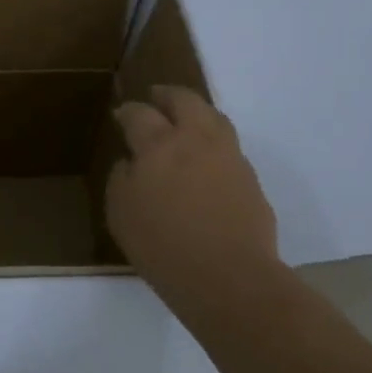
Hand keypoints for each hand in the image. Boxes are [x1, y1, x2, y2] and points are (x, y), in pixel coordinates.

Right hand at [107, 85, 280, 313]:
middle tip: (156, 96)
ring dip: (197, 112)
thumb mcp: (120, 213)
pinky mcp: (250, 179)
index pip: (140, 114)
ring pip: (214, 118)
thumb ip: (122, 179)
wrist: (228, 278)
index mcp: (159, 144)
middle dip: (168, 94)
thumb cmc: (162, 245)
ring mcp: (229, 157)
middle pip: (185, 100)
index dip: (128, 111)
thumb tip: (131, 163)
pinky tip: (205, 159)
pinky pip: (229, 148)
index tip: (121, 114)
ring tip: (186, 120)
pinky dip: (213, 142)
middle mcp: (196, 140)